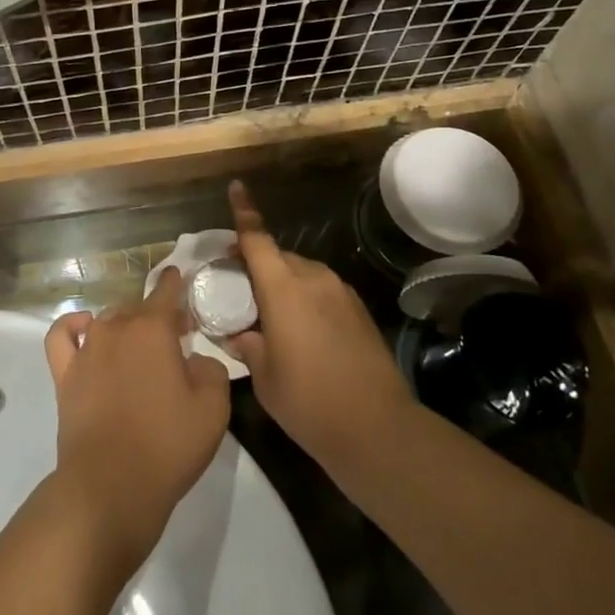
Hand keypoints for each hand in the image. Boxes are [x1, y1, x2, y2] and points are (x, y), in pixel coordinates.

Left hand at [43, 270, 231, 568]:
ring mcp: (87, 349)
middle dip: (157, 315)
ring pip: (108, 319)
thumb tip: (194, 360)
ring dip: (125, 324)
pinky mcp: (65, 375)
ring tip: (138, 344)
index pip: (166, 291)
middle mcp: (117, 327)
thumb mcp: (213, 409)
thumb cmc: (167, 445)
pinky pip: (63, 335)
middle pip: (138, 307)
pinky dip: (74, 326)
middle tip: (174, 338)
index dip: (175, 283)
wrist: (110, 487)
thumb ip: (211, 370)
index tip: (180, 278)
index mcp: (153, 328)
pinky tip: (86, 330)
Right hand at [221, 181, 415, 477]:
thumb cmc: (308, 400)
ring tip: (272, 317)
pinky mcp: (358, 309)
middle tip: (239, 289)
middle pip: (278, 257)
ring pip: (302, 274)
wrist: (377, 427)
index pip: (257, 238)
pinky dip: (306, 299)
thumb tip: (239, 334)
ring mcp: (340, 292)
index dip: (245, 212)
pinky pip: (322, 291)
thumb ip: (247, 345)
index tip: (237, 186)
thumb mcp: (264, 376)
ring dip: (283, 285)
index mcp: (283, 287)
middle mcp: (313, 278)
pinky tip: (303, 333)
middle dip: (258, 265)